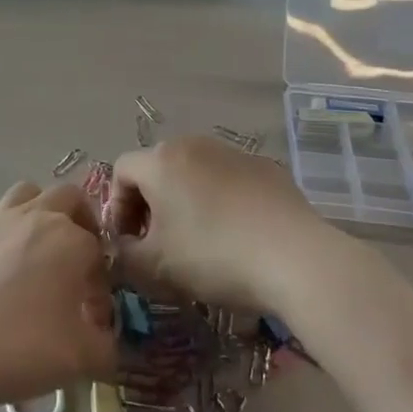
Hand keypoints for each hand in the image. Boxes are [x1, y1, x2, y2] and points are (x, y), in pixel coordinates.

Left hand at [0, 182, 115, 411]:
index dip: (100, 279)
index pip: (98, 248)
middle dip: (80, 221)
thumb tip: (110, 344)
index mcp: (70, 239)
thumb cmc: (20, 348)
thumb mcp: (80, 360)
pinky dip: (2, 237)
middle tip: (76, 261)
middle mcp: (35, 217)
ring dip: (39, 212)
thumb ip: (108, 349)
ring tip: (36, 253)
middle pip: (68, 197)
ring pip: (27, 194)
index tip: (92, 312)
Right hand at [106, 135, 322, 309]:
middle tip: (159, 243)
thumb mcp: (156, 266)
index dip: (117, 207)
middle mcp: (193, 144)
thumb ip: (125, 255)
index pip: (122, 170)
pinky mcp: (265, 167)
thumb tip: (121, 248)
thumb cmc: (214, 255)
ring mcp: (232, 152)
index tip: (130, 242)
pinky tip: (236, 235)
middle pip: (157, 167)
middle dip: (150, 204)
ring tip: (198, 240)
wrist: (295, 256)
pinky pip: (228, 179)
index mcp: (161, 161)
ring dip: (185, 200)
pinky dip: (220, 200)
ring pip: (194, 172)